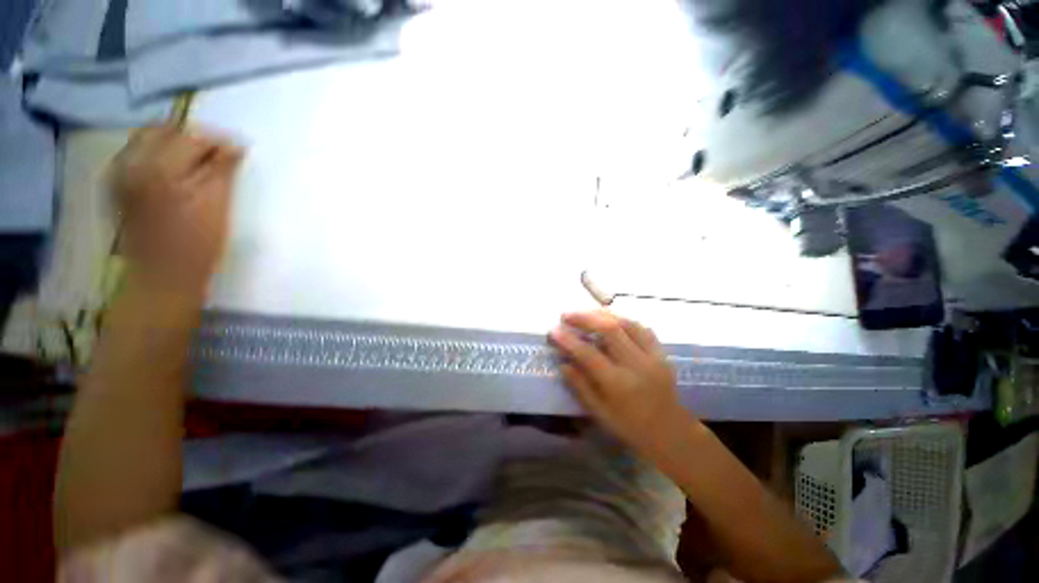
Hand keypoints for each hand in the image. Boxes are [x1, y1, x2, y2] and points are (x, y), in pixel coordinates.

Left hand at [109, 125, 243, 293]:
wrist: (164, 273)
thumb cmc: (198, 242)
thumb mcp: (218, 204)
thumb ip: (224, 169)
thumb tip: (235, 145)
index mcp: (161, 167)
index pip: (193, 135)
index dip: (218, 140)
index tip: (237, 151)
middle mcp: (133, 161)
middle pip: (165, 130)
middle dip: (193, 138)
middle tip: (217, 154)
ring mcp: (120, 172)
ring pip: (148, 139)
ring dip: (174, 144)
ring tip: (196, 161)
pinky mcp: (117, 184)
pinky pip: (136, 153)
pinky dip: (157, 154)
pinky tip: (173, 170)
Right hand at [550, 310, 691, 455]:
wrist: (672, 433)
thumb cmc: (631, 428)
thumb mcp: (600, 414)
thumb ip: (580, 387)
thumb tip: (563, 364)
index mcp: (618, 384)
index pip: (588, 354)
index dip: (568, 340)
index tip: (553, 331)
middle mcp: (636, 365)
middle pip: (609, 329)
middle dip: (584, 318)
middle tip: (566, 315)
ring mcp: (652, 356)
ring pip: (626, 323)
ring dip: (602, 314)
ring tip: (585, 313)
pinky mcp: (661, 353)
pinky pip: (641, 327)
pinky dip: (623, 319)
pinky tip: (610, 319)